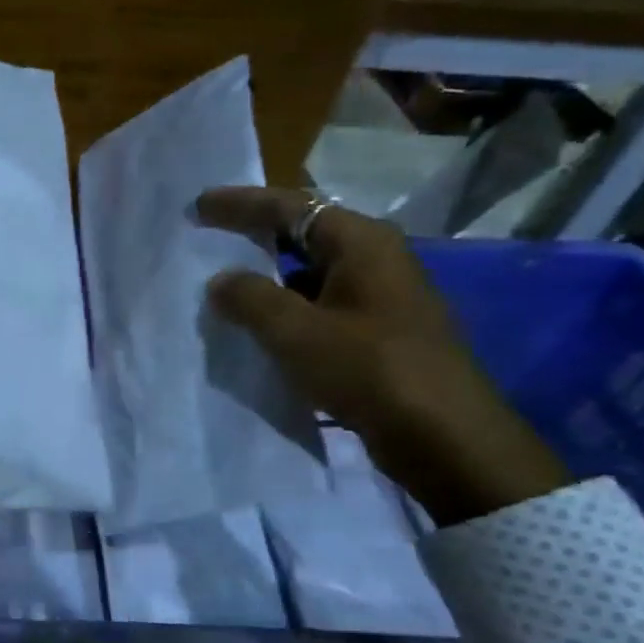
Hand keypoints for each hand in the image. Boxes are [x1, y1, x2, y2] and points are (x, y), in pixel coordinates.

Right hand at [196, 186, 569, 525]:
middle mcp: (375, 259)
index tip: (198, 205)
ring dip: (266, 275)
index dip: (240, 204)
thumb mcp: (296, 331)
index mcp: (361, 243)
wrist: (445, 437)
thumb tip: (221, 281)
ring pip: (309, 272)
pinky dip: (284, 306)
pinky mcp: (378, 331)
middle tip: (208, 236)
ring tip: (222, 283)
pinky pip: (318, 304)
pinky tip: (257, 325)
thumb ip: (250, 299)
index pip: (290, 207)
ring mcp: (380, 296)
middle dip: (253, 234)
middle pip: (303, 232)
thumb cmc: (370, 370)